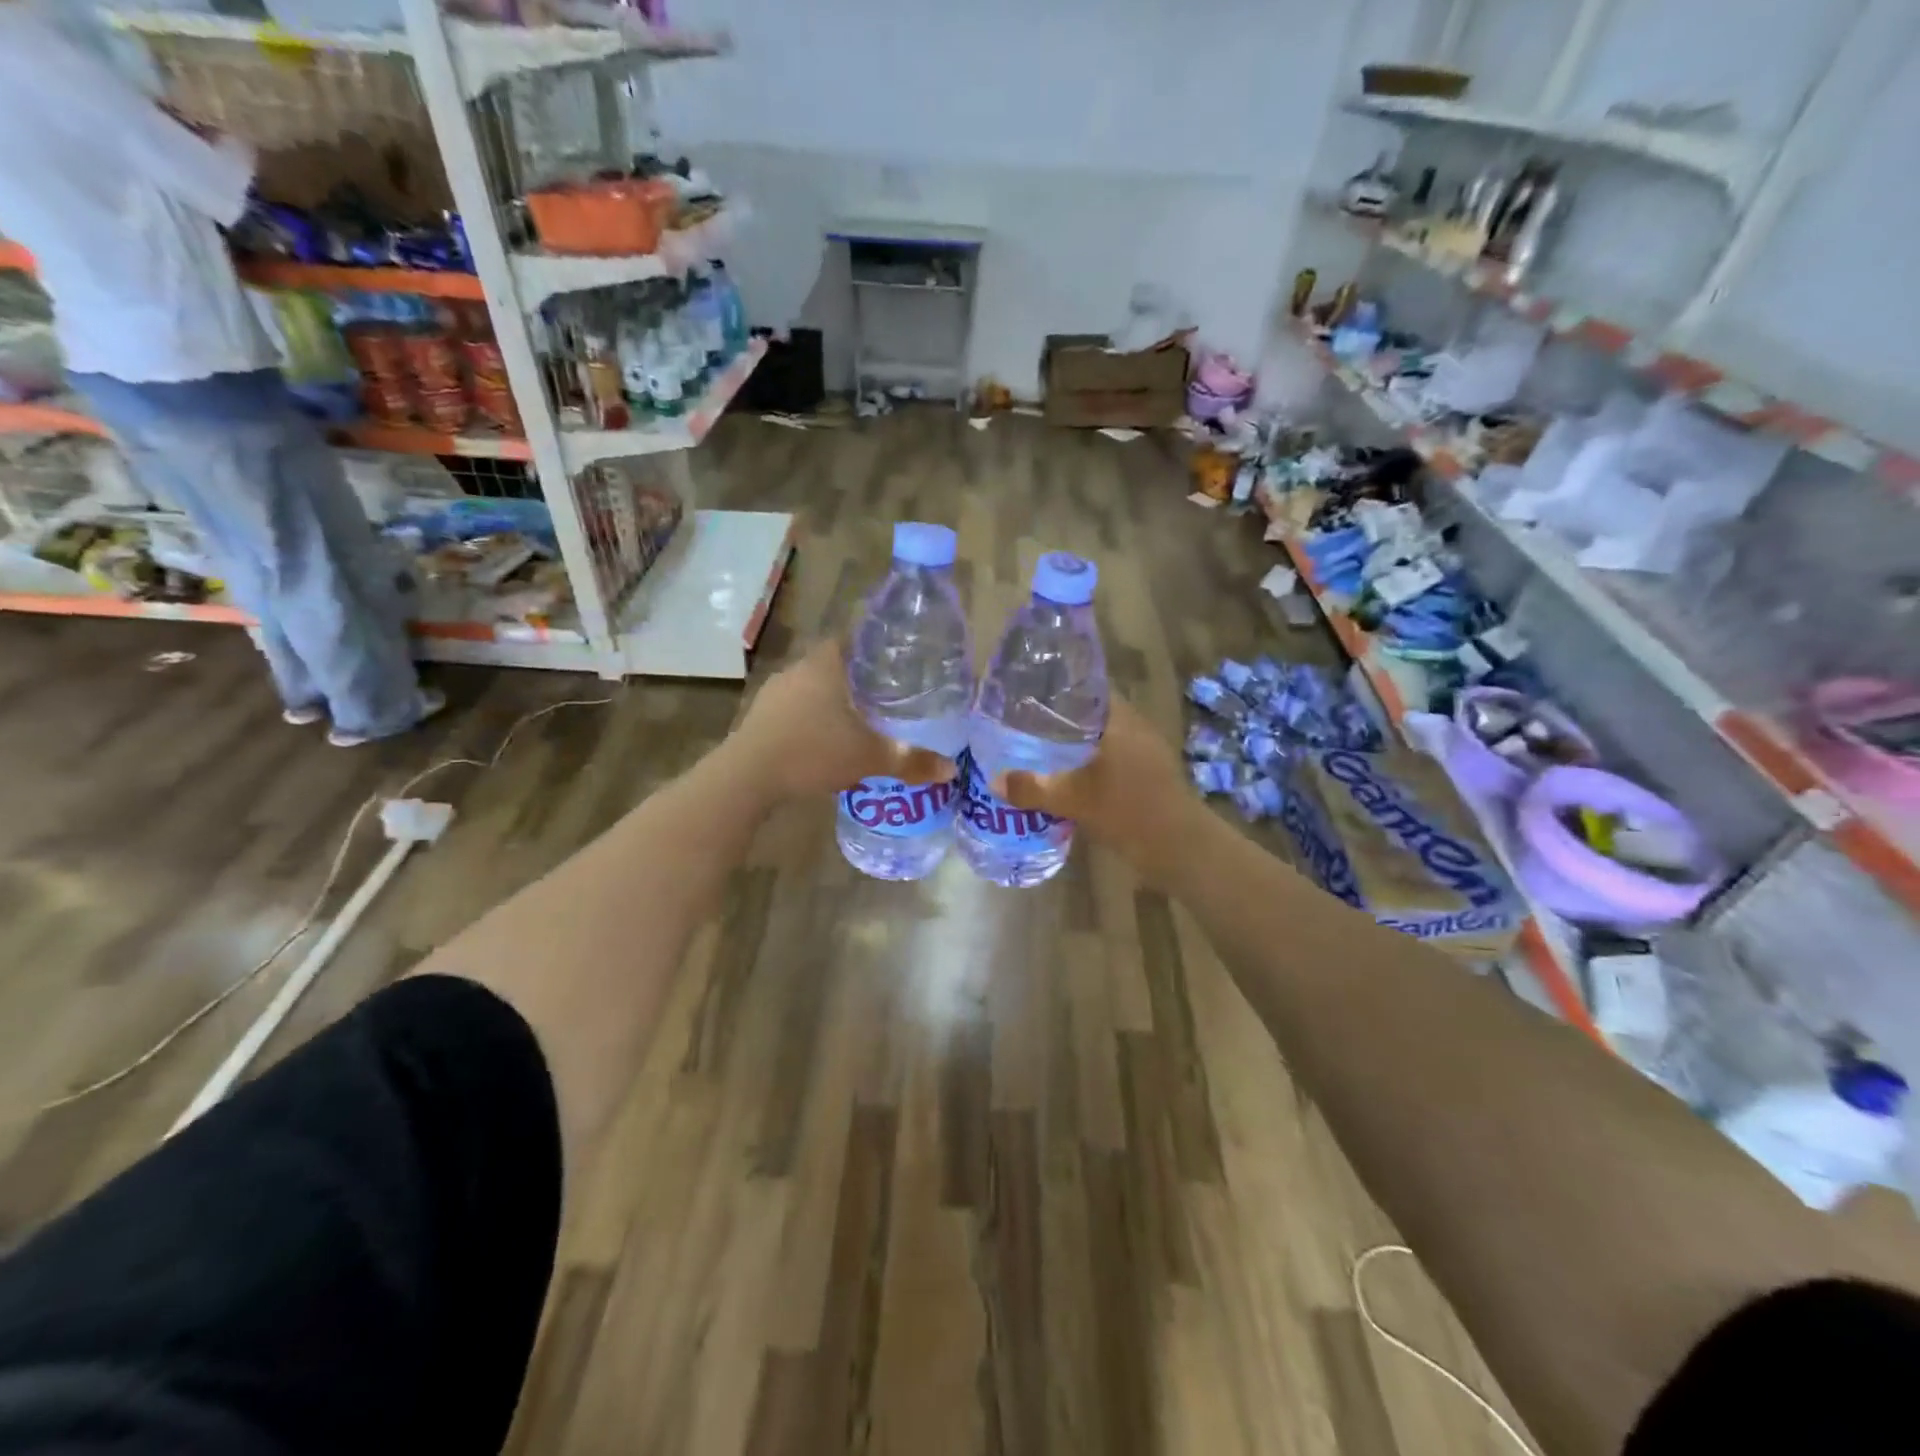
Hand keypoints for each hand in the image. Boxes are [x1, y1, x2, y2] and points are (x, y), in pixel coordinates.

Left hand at [726, 639, 954, 803]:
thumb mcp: (870, 758)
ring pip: (811, 688)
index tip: (895, 662)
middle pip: (833, 664)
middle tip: (885, 695)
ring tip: (857, 719)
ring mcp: (774, 693)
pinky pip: (793, 709)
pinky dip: (810, 718)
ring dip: (831, 700)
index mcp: (825, 665)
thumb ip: (911, 761)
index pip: (853, 639)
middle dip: (857, 678)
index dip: (874, 647)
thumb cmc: (813, 752)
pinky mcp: (758, 717)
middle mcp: (798, 670)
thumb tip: (952, 769)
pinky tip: (822, 740)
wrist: (747, 777)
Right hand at [993, 697, 1195, 878]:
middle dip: (1062, 718)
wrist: (1180, 848)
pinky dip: (1091, 761)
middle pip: (1093, 712)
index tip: (1030, 695)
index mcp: (1120, 720)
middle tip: (1027, 724)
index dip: (1060, 688)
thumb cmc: (1128, 811)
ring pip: (1104, 736)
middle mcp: (1135, 727)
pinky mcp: (1150, 775)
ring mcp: (1146, 752)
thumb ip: (1032, 788)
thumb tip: (995, 781)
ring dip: (1078, 742)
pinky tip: (1070, 776)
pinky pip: (1113, 757)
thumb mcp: (1073, 800)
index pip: (1088, 687)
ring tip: (1042, 749)